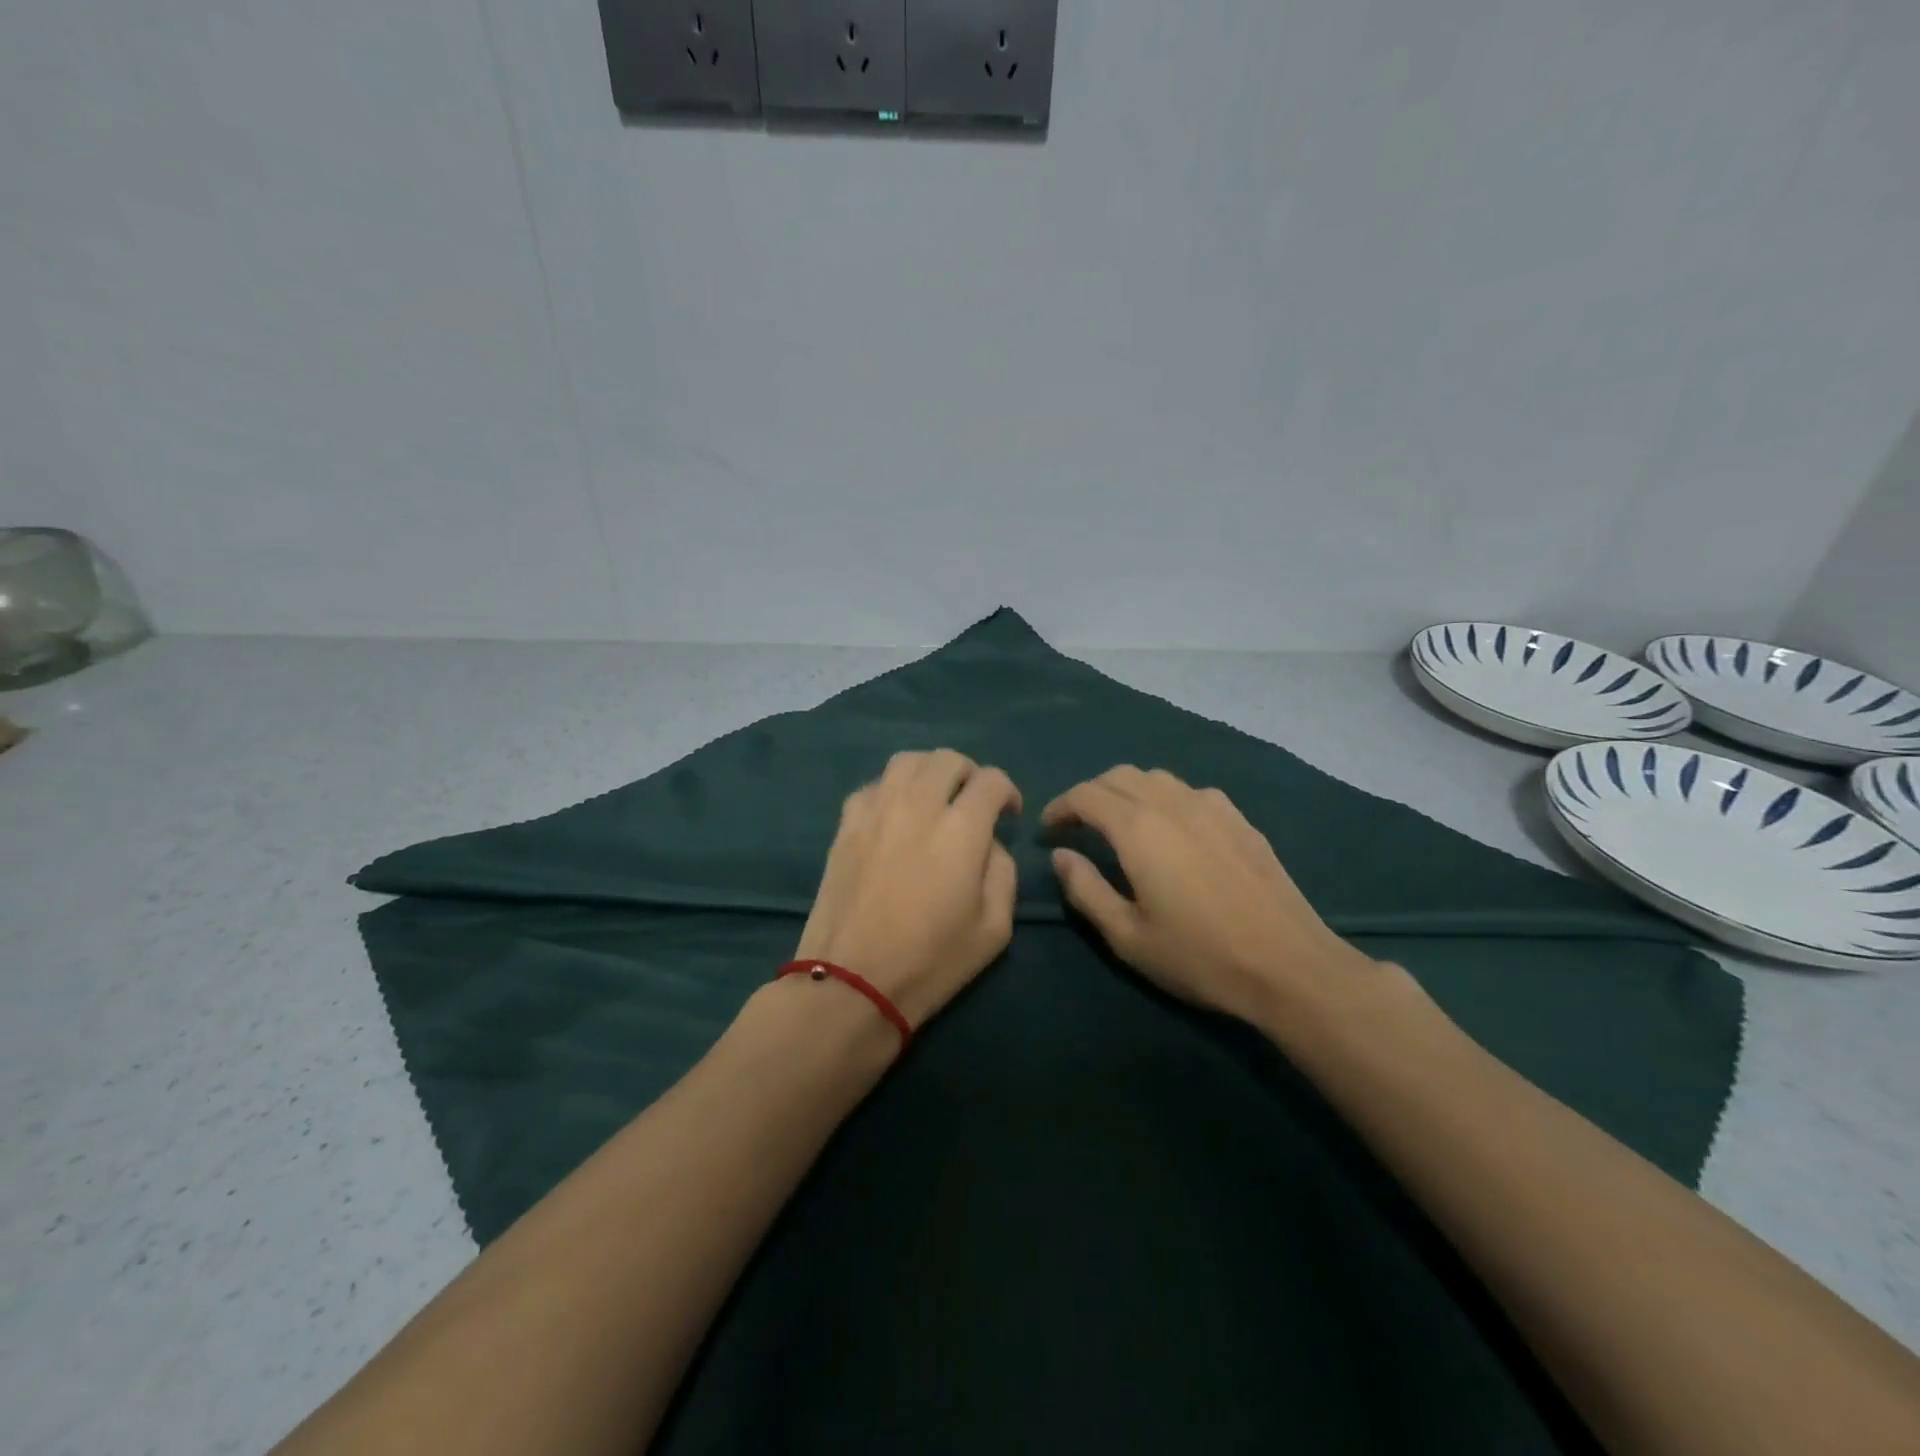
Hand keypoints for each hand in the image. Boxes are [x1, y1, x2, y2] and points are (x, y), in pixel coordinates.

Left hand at [794, 749, 1021, 1028]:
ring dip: (929, 772)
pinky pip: (873, 785)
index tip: (1008, 815)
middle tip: (973, 803)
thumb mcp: (995, 928)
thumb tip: (989, 843)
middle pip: (948, 759)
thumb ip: (1002, 871)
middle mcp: (918, 806)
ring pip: (907, 760)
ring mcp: (876, 811)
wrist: (852, 982)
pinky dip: (892, 790)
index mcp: (961, 829)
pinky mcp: (846, 825)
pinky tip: (895, 817)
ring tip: (934, 799)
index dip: (1008, 791)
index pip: (991, 780)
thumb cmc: (931, 961)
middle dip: (970, 774)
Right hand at [1043, 766, 1377, 1028]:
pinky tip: (1172, 830)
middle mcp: (1172, 803)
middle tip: (1078, 827)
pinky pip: (1189, 791)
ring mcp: (1212, 806)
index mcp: (1139, 829)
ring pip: (1156, 777)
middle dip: (1090, 794)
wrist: (1289, 966)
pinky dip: (1164, 798)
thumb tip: (1061, 855)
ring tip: (1120, 824)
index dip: (1060, 807)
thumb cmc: (1200, 956)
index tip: (1048, 830)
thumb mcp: (1128, 937)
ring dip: (1127, 791)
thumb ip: (1085, 890)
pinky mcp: (1239, 819)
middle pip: (1119, 776)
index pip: (1086, 795)